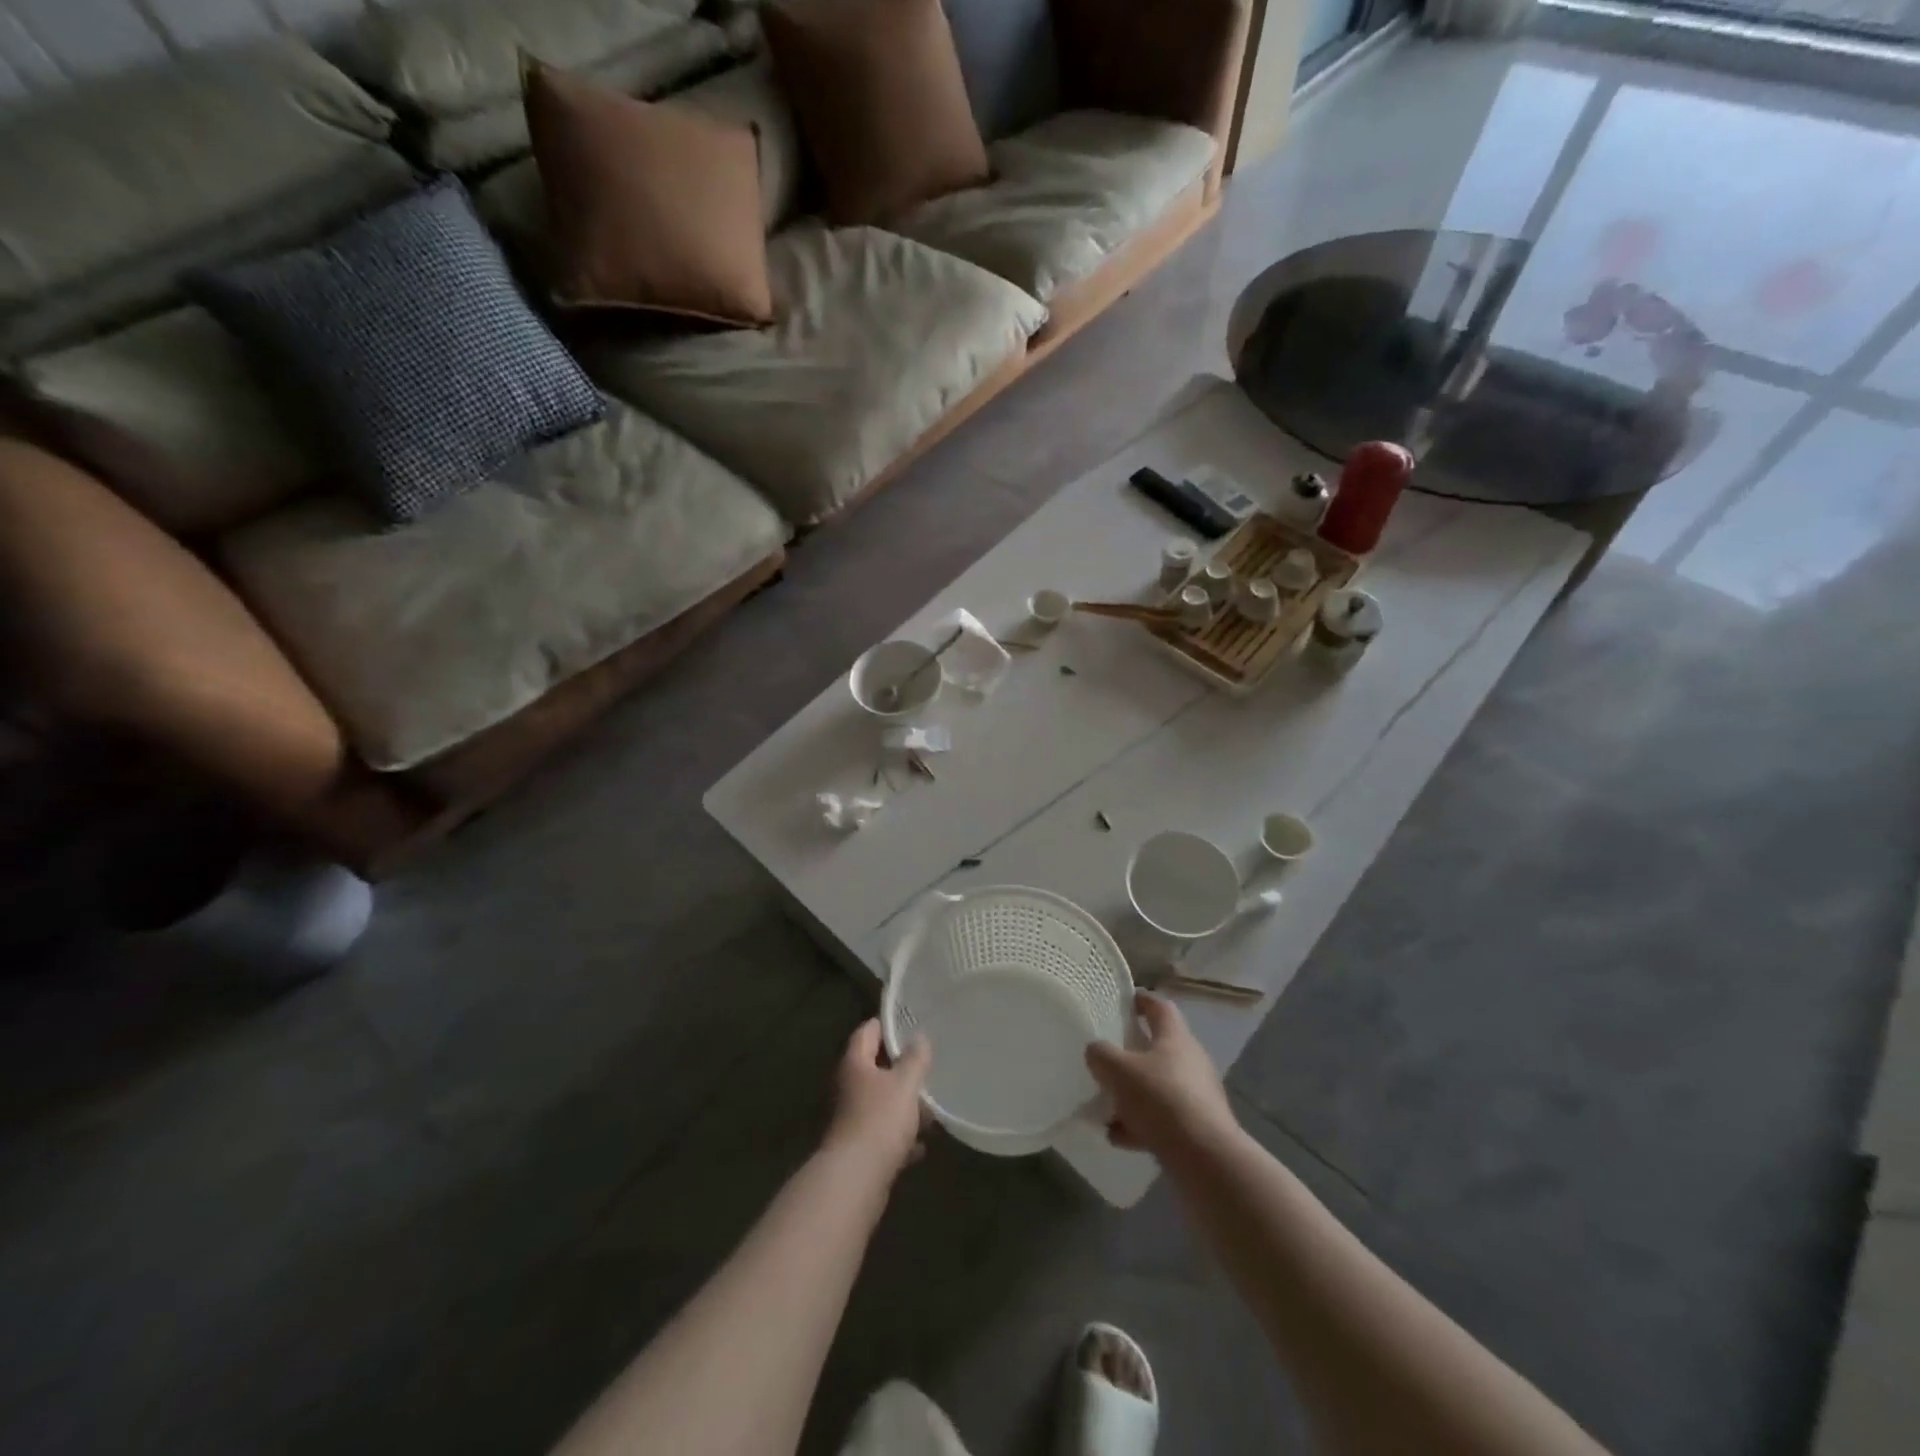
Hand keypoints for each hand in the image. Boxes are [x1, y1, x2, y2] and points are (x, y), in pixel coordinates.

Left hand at [824, 1019, 931, 1177]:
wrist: (856, 1179)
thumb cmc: (880, 1120)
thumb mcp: (905, 1084)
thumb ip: (915, 1059)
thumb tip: (920, 1038)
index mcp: (855, 1063)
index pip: (867, 1031)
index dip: (887, 1024)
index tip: (910, 1022)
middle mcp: (850, 1087)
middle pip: (875, 1068)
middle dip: (902, 1068)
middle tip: (929, 1063)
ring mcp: (853, 1118)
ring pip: (882, 1102)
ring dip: (905, 1105)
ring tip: (933, 1107)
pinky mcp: (861, 1147)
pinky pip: (885, 1134)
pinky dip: (902, 1137)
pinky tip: (923, 1145)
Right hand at [1086, 992, 1236, 1158]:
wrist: (1205, 1158)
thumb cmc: (1161, 1099)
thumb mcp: (1118, 1070)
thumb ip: (1101, 1055)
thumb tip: (1096, 1050)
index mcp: (1175, 1037)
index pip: (1159, 1007)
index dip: (1141, 1000)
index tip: (1122, 1001)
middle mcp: (1190, 1061)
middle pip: (1158, 1048)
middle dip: (1130, 1055)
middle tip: (1106, 1058)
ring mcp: (1197, 1096)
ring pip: (1158, 1087)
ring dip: (1133, 1095)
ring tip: (1106, 1107)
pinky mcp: (1198, 1128)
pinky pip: (1163, 1119)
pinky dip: (1141, 1125)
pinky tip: (1118, 1137)